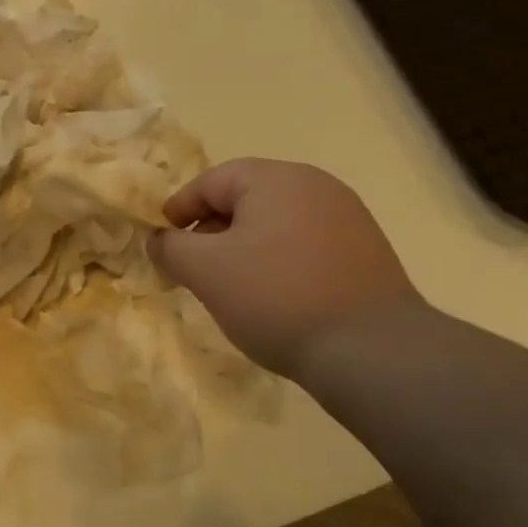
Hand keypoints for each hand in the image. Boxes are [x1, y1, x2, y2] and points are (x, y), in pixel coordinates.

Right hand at [148, 159, 423, 381]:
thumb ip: (171, 247)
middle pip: (245, 198)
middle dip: (211, 230)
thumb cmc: (275, 297)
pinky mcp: (364, 250)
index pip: (210, 181)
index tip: (162, 243)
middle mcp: (315, 185)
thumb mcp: (205, 271)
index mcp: (276, 178)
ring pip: (275, 223)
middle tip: (192, 267)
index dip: (178, 210)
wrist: (369, 348)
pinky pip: (304, 244)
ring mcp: (346, 217)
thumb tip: (158, 239)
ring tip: (229, 286)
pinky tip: (272, 296)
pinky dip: (277, 261)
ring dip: (243, 247)